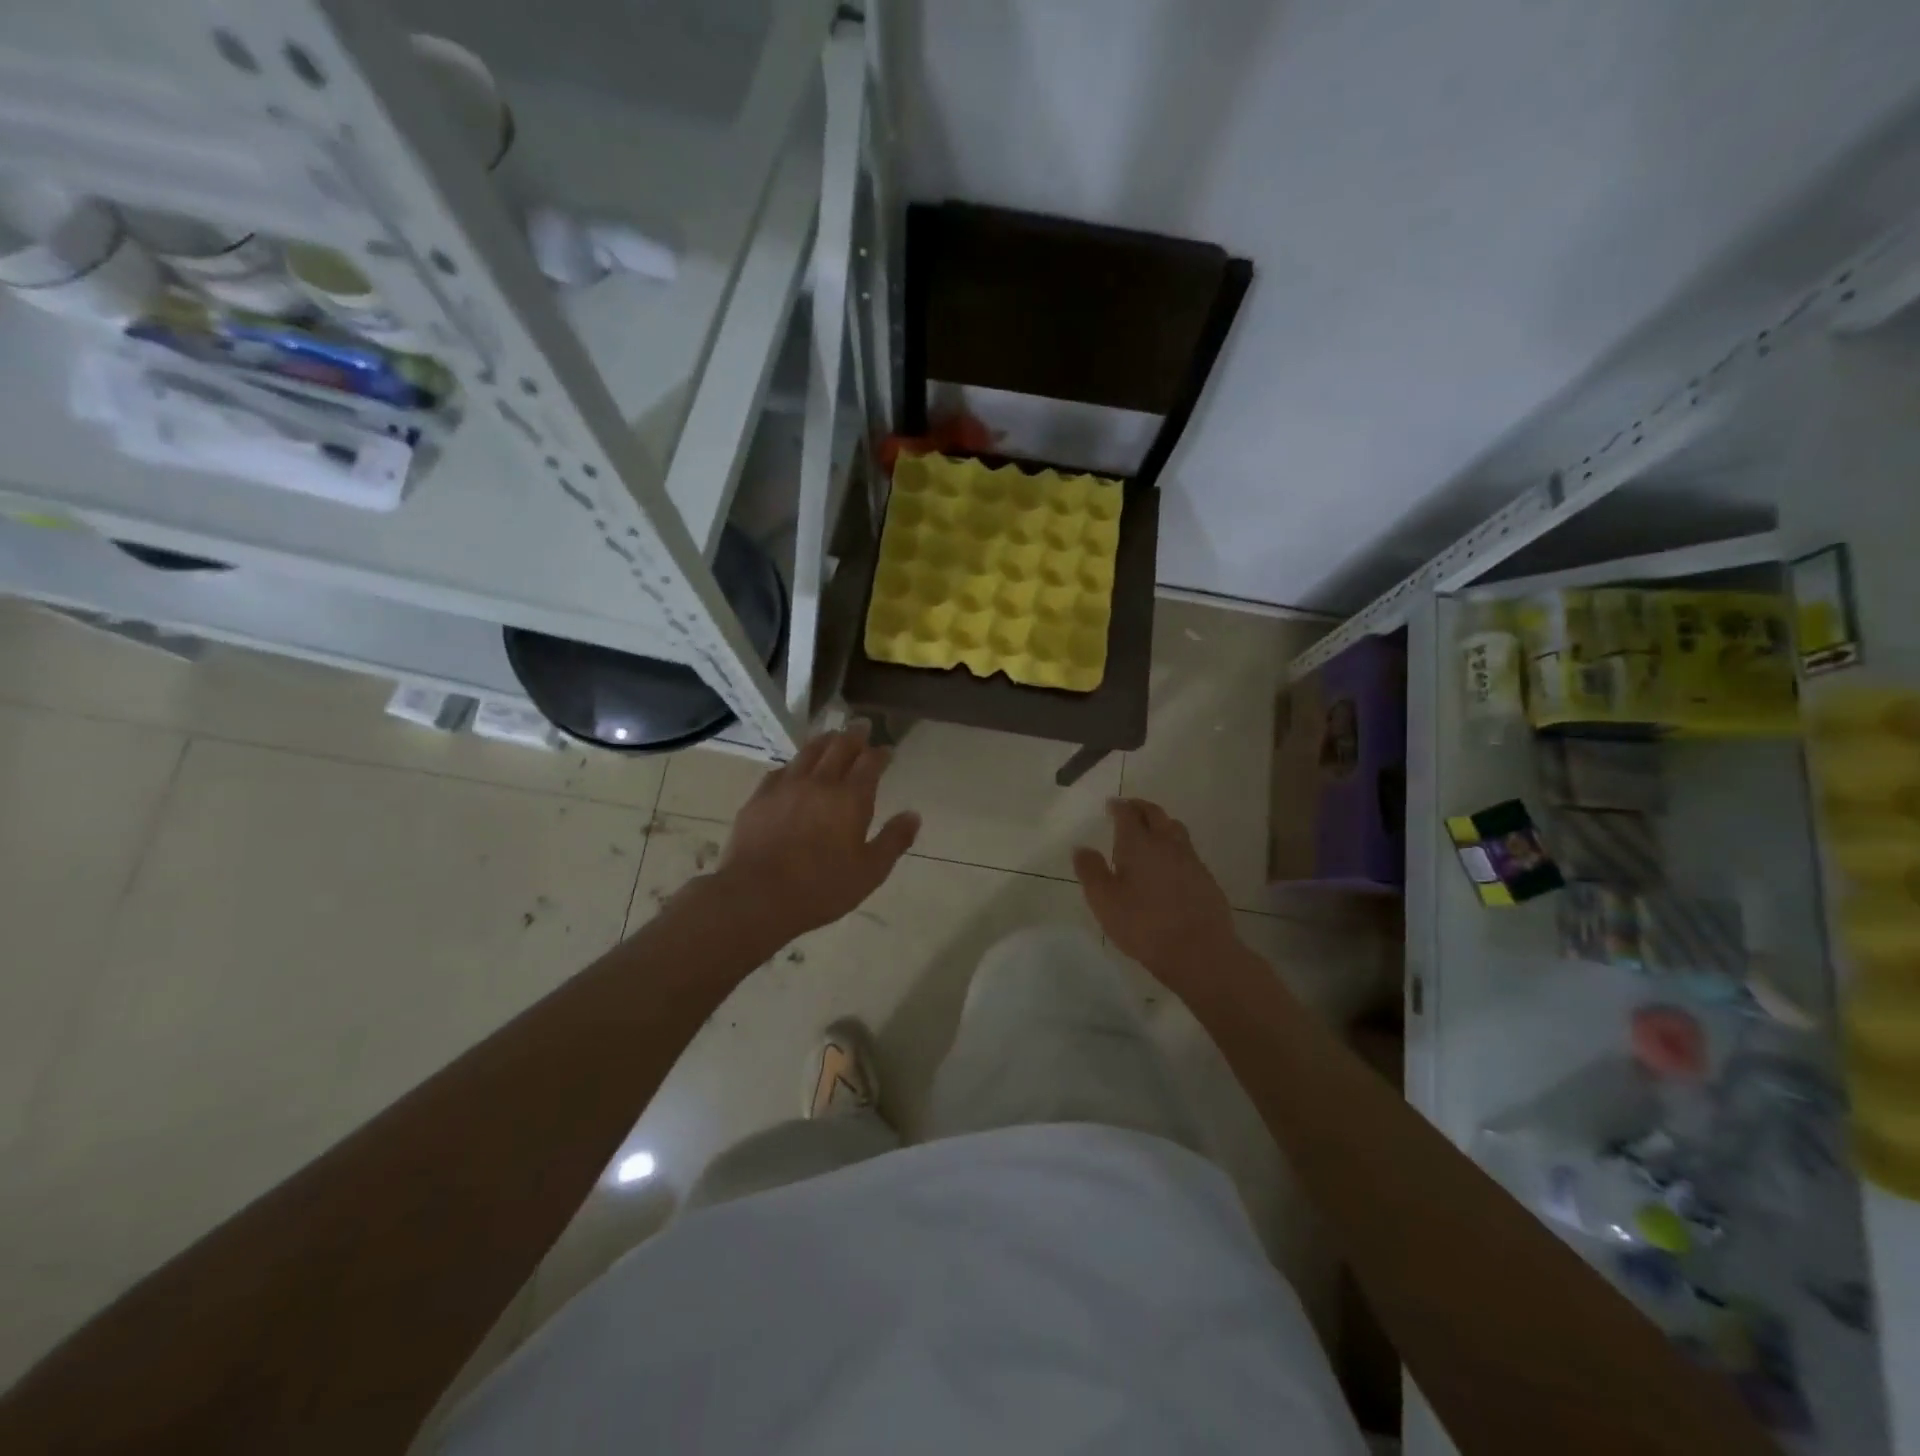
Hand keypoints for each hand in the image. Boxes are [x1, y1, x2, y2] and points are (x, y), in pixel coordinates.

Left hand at [715, 722, 919, 940]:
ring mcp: (786, 787)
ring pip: (808, 752)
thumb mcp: (870, 871)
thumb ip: (894, 840)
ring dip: (823, 741)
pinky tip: (793, 769)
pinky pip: (780, 771)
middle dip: (853, 735)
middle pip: (839, 747)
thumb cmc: (822, 887)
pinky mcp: (759, 798)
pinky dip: (793, 764)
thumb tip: (913, 815)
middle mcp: (819, 783)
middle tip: (861, 726)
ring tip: (830, 737)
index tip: (887, 750)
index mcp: (850, 798)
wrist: (757, 896)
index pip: (870, 763)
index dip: (880, 753)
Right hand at [1073, 798, 1240, 982]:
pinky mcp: (1206, 878)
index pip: (1128, 814)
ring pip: (1175, 829)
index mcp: (1138, 844)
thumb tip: (1081, 848)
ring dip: (1161, 823)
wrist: (1199, 951)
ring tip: (1151, 831)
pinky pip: (1187, 851)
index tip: (1111, 804)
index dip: (1118, 807)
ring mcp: (1190, 860)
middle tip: (1130, 808)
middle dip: (1141, 808)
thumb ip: (1091, 871)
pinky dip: (1174, 847)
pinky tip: (1169, 863)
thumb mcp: (1104, 901)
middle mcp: (1166, 844)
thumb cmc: (1144, 924)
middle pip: (1155, 814)